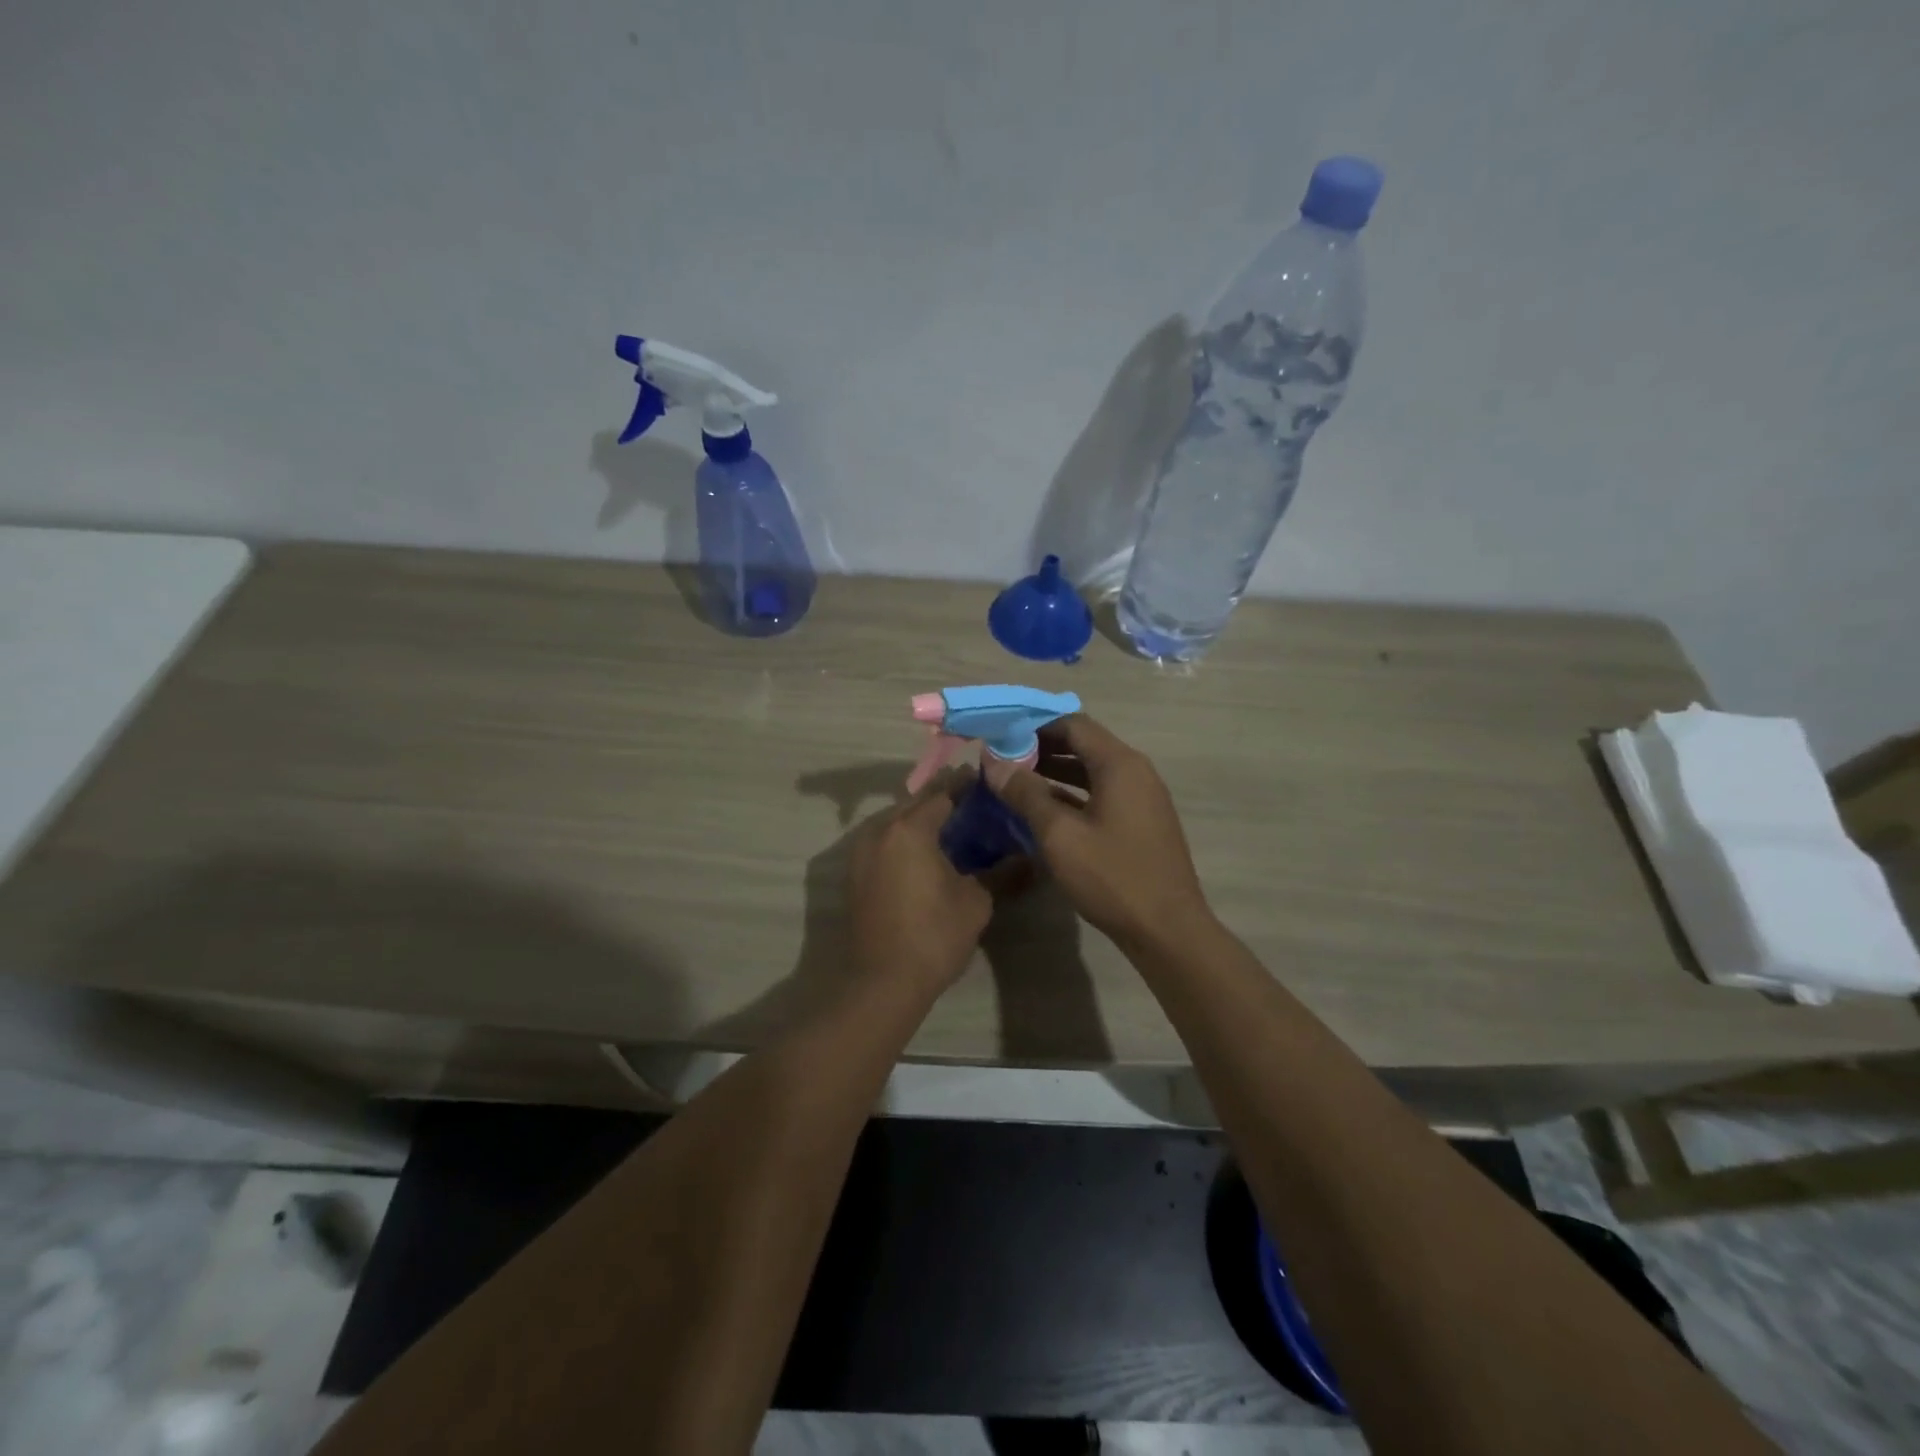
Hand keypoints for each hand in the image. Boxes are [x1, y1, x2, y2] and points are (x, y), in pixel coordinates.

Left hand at [846, 772, 997, 994]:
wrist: (882, 982)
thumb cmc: (934, 935)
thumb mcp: (976, 902)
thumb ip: (1000, 872)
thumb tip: (1028, 859)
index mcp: (909, 829)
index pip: (942, 793)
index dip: (965, 786)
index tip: (986, 783)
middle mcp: (879, 831)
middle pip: (915, 803)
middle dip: (942, 799)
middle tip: (973, 803)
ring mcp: (861, 852)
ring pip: (895, 821)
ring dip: (921, 819)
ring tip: (952, 827)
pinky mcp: (855, 873)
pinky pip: (884, 842)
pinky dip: (904, 839)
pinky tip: (926, 853)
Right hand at [991, 715, 1210, 949]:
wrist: (1167, 930)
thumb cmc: (1112, 877)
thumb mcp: (1060, 835)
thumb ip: (1025, 793)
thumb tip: (993, 762)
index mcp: (1119, 764)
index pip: (1073, 724)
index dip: (1034, 725)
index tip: (1001, 736)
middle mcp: (1136, 771)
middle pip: (1084, 744)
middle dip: (1042, 748)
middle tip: (1003, 760)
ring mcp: (1142, 797)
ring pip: (1092, 770)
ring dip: (1056, 772)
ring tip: (1016, 782)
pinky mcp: (1141, 821)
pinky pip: (1102, 793)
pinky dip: (1073, 794)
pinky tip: (1044, 810)